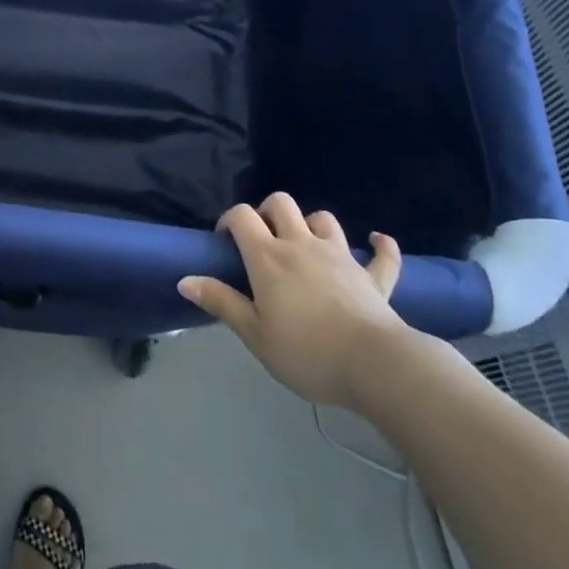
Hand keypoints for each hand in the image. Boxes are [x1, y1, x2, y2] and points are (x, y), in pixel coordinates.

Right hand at [179, 192, 412, 411]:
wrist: (374, 365)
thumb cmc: (306, 351)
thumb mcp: (254, 334)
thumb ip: (221, 302)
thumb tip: (185, 279)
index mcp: (269, 257)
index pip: (242, 215)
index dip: (229, 220)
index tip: (225, 242)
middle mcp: (302, 244)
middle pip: (281, 203)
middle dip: (267, 212)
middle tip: (263, 240)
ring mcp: (341, 256)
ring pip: (324, 219)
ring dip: (312, 224)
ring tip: (306, 244)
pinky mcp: (373, 277)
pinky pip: (383, 255)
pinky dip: (380, 246)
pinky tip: (377, 241)